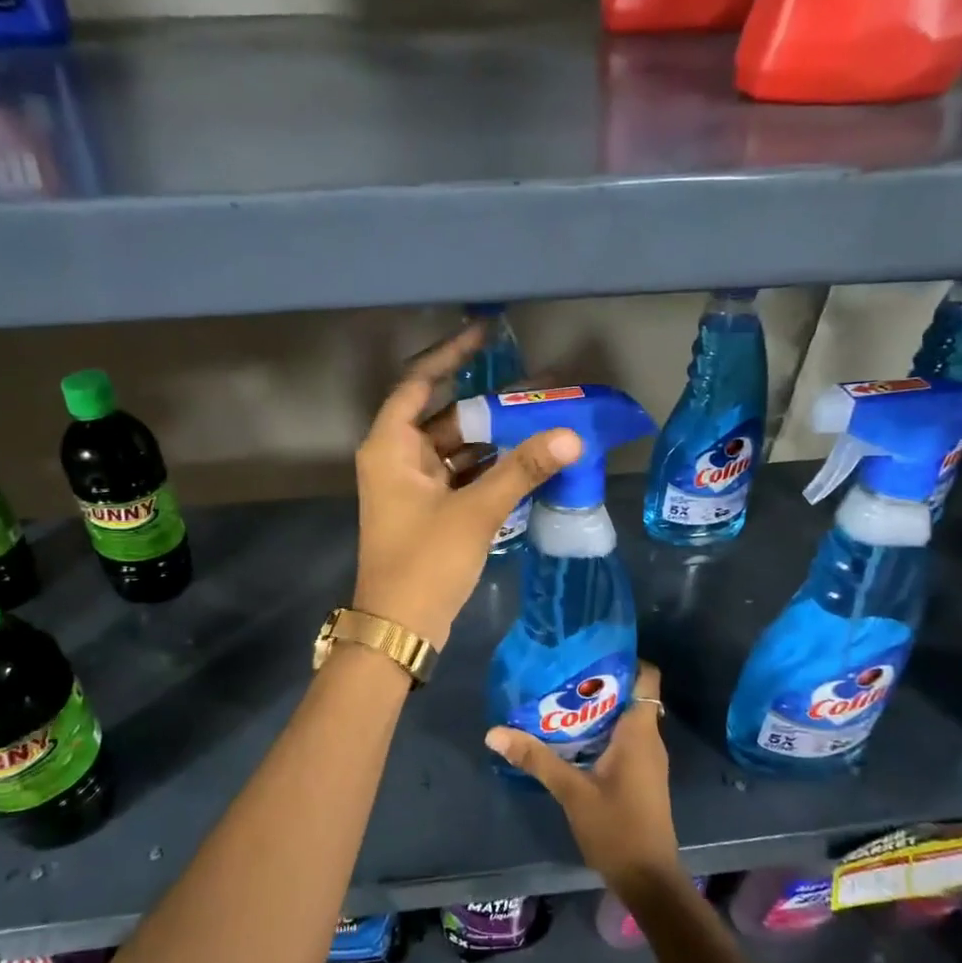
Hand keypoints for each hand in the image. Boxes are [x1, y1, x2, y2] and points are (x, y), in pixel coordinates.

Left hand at [352, 325, 580, 649]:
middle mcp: (396, 458)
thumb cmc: (425, 562)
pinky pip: (462, 476)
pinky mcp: (428, 510)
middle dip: (490, 405)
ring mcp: (412, 486)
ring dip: (495, 439)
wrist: (400, 628)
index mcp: (390, 446)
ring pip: (457, 448)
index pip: (418, 383)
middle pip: (444, 416)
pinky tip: (528, 461)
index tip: (485, 333)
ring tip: (543, 421)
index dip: (450, 355)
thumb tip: (571, 435)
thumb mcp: (475, 511)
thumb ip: (522, 470)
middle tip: (537, 387)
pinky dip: (490, 469)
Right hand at [485, 662, 683, 897]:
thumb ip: (536, 758)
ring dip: (596, 708)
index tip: (589, 651)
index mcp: (640, 733)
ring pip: (624, 718)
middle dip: (597, 682)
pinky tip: (568, 736)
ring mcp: (646, 759)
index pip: (647, 677)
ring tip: (557, 699)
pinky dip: (599, 731)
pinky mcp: (639, 775)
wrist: (648, 880)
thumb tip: (494, 732)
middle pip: (629, 694)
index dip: (625, 658)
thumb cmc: (617, 828)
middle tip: (559, 673)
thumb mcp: (571, 791)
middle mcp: (648, 739)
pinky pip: (622, 739)